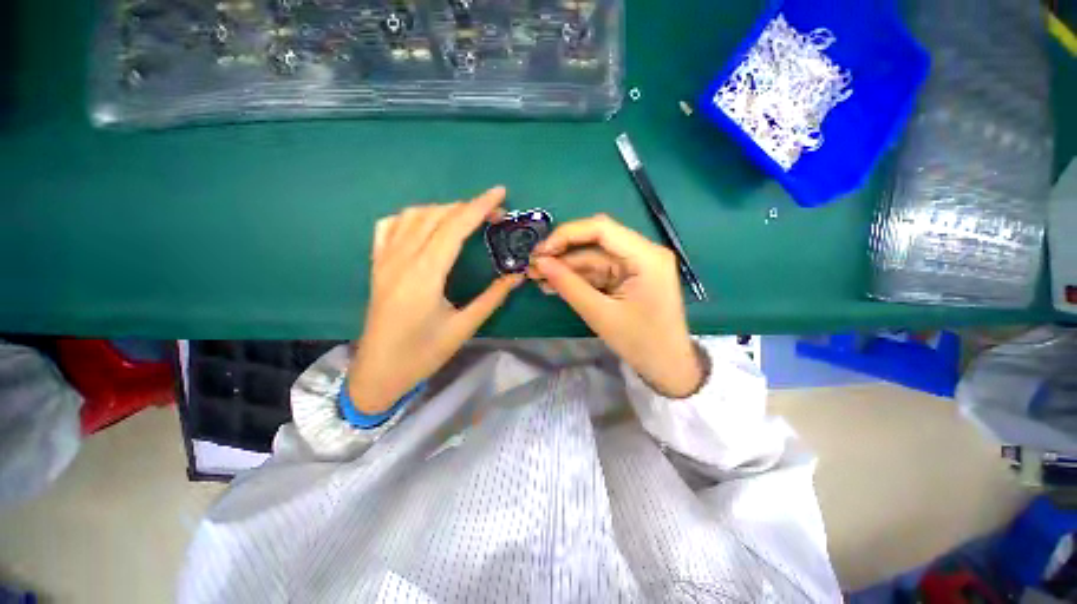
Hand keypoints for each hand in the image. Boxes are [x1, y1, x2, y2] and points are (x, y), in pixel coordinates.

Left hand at [348, 187, 523, 413]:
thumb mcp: (463, 327)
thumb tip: (517, 275)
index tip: (500, 193)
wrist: (379, 372)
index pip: (454, 227)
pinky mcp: (377, 265)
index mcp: (424, 275)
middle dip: (468, 207)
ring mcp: (384, 259)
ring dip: (443, 209)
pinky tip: (426, 225)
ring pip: (413, 216)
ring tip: (467, 218)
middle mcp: (401, 259)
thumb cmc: (423, 354)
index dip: (479, 206)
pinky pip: (390, 226)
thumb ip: (492, 297)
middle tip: (495, 215)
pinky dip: (412, 217)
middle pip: (436, 216)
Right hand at [529, 214, 703, 397]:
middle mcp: (643, 252)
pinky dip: (577, 278)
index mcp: (646, 256)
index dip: (567, 235)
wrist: (667, 367)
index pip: (601, 229)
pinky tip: (555, 285)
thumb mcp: (600, 314)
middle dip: (563, 253)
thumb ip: (569, 285)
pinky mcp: (628, 277)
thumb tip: (540, 263)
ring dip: (566, 267)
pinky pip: (598, 271)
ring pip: (593, 257)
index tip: (541, 251)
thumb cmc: (641, 343)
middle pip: (596, 241)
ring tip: (538, 278)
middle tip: (534, 266)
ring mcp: (635, 265)